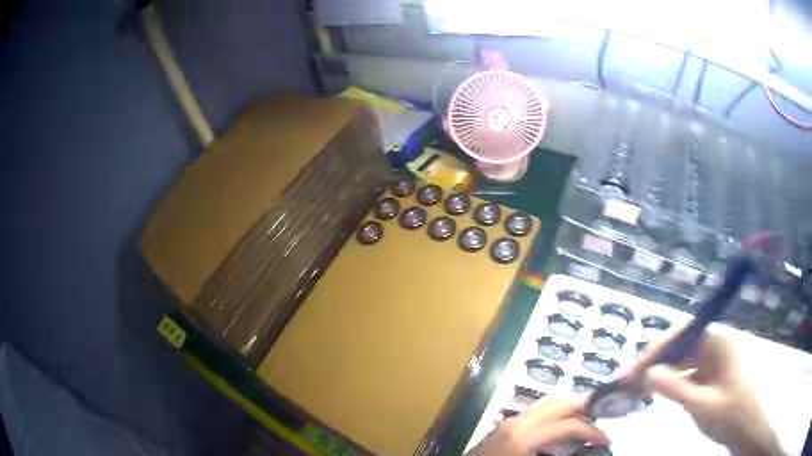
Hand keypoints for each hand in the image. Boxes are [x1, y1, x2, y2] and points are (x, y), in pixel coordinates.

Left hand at [466, 397, 608, 454]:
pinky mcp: (504, 426)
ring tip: (587, 417)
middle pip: (559, 404)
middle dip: (584, 408)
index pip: (567, 426)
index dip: (591, 432)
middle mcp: (517, 422)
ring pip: (546, 403)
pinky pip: (535, 412)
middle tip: (603, 417)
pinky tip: (561, 425)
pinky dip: (554, 413)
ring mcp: (509, 421)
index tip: (607, 440)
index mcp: (523, 436)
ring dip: (569, 407)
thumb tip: (583, 451)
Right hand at [643, 333, 782, 455]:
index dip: (657, 350)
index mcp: (719, 342)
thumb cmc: (730, 415)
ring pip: (683, 359)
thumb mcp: (702, 405)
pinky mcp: (713, 373)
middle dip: (655, 362)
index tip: (633, 370)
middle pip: (681, 346)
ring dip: (662, 372)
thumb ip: (676, 389)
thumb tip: (648, 374)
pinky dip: (672, 381)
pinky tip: (660, 392)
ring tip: (639, 388)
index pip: (683, 335)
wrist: (746, 429)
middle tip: (630, 382)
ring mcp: (715, 359)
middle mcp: (717, 344)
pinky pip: (688, 371)